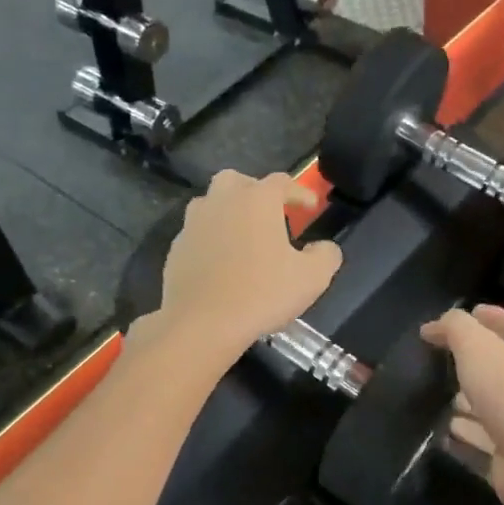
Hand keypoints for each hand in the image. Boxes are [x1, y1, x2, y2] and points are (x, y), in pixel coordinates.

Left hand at [147, 170, 340, 362]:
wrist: (203, 323)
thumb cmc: (263, 294)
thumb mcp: (312, 278)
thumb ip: (326, 255)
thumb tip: (324, 247)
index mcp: (257, 200)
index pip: (282, 182)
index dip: (300, 192)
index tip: (311, 208)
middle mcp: (222, 201)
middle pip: (237, 181)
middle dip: (256, 191)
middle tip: (270, 214)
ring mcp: (194, 224)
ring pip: (212, 204)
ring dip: (229, 212)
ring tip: (244, 236)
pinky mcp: (177, 248)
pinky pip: (198, 233)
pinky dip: (212, 239)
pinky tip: (222, 263)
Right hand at [419, 306, 503, 504]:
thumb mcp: (478, 348)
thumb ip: (455, 328)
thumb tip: (434, 326)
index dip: (486, 316)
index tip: (454, 318)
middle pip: (502, 362)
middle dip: (472, 359)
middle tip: (439, 356)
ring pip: (493, 400)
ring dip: (469, 397)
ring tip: (437, 393)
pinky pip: (485, 434)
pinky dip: (467, 430)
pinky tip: (446, 429)